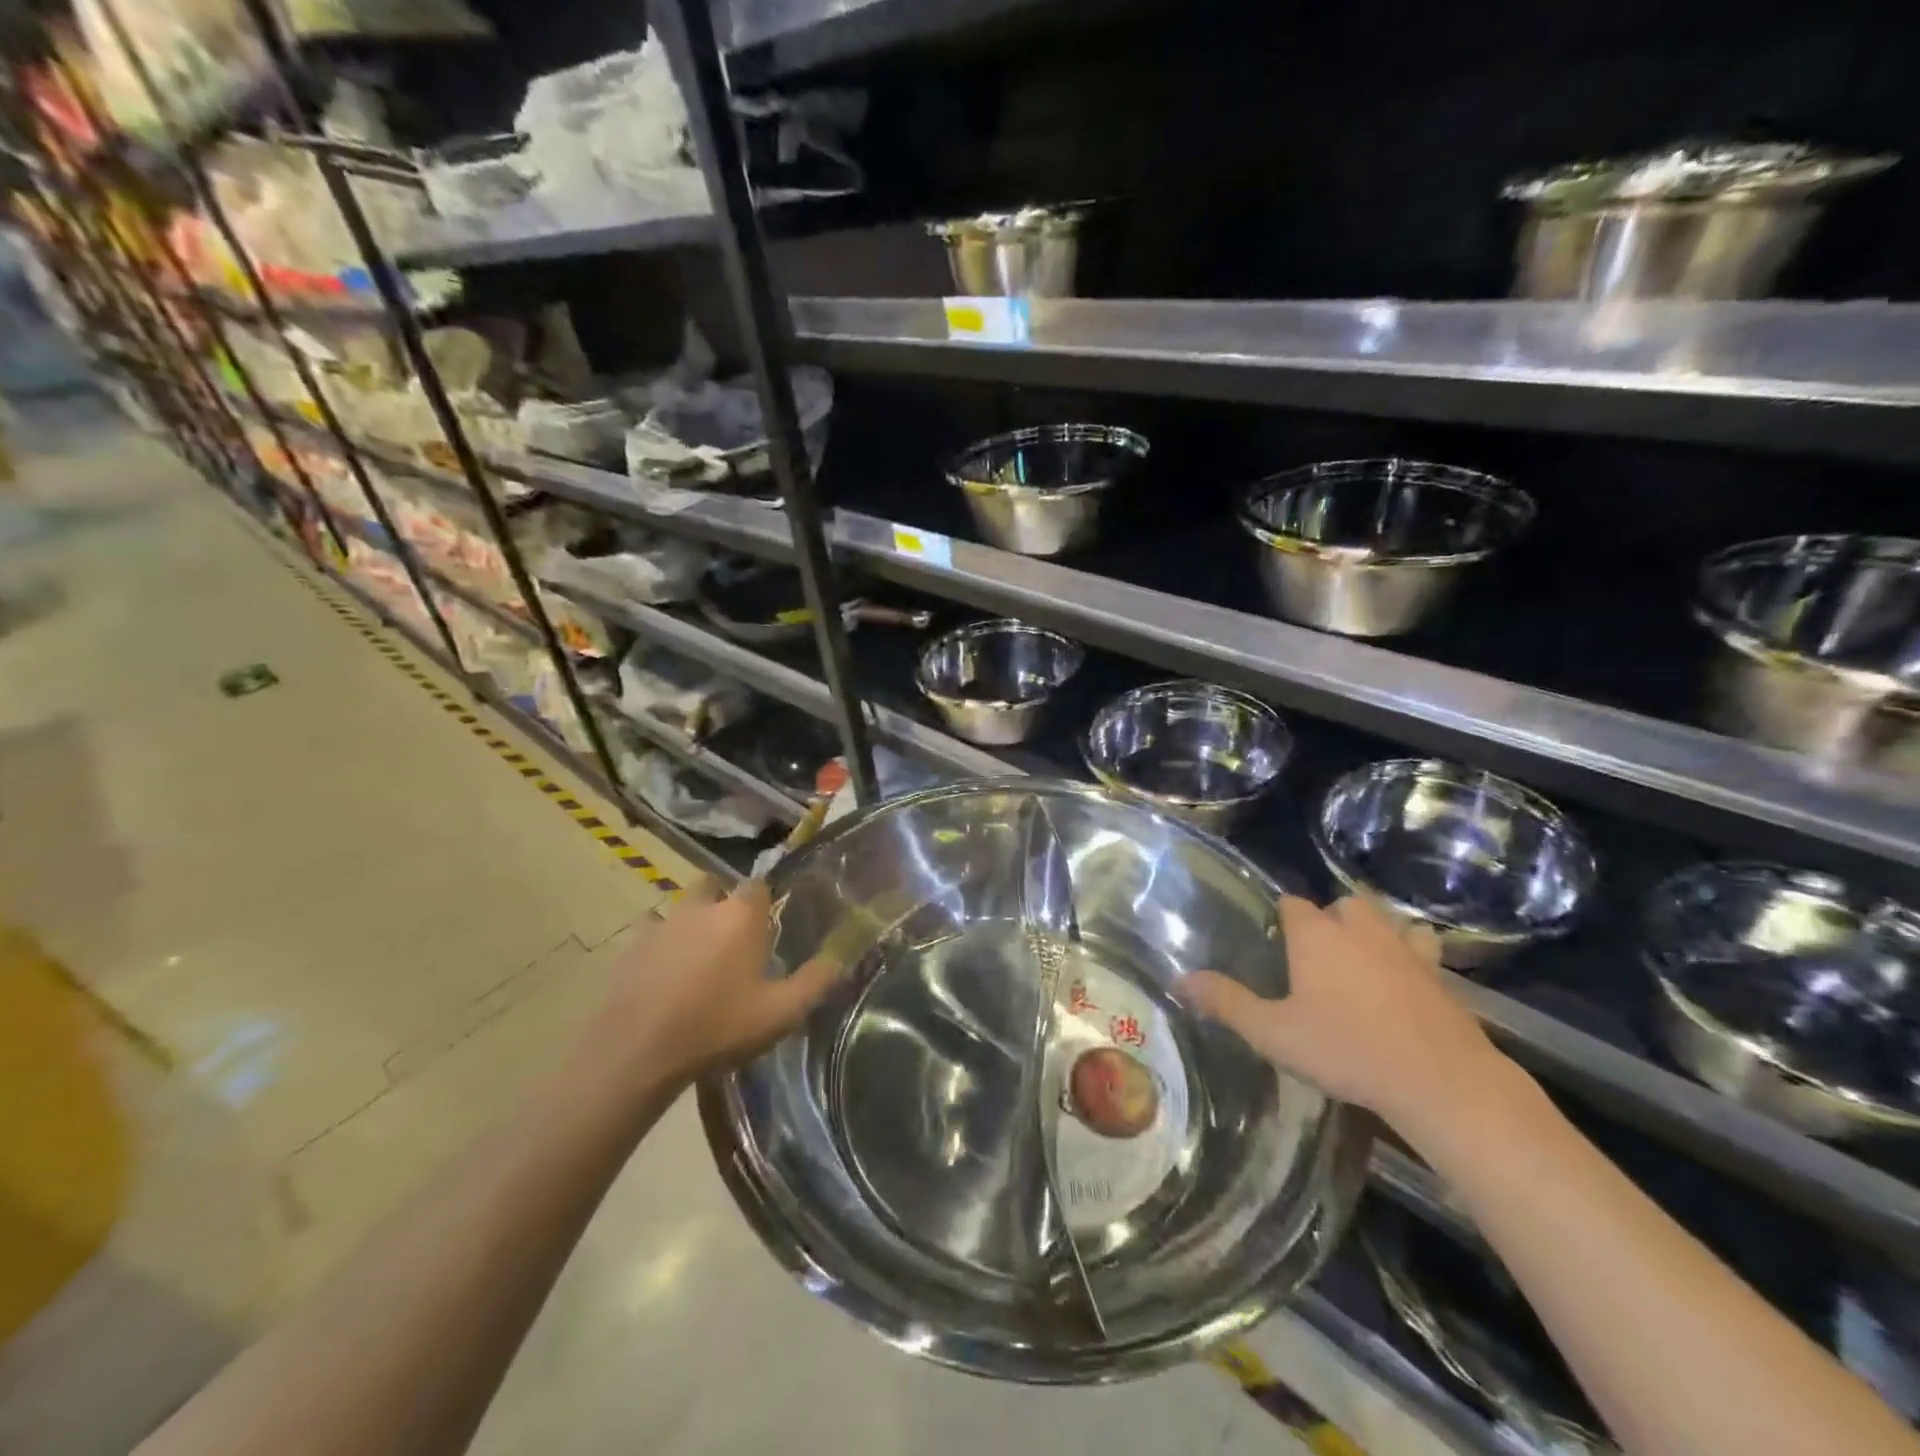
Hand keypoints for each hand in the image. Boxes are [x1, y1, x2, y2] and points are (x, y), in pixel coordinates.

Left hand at [592, 877, 839, 1095]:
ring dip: (693, 921)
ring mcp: (662, 923)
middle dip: (725, 903)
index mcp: (740, 915)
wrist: (638, 1053)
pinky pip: (651, 931)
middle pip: (716, 886)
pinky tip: (664, 971)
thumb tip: (842, 957)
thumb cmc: (718, 1027)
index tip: (769, 926)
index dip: (765, 902)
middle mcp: (702, 907)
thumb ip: (816, 981)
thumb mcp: (780, 1012)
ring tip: (699, 957)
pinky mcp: (631, 946)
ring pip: (682, 907)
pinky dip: (661, 943)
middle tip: (734, 938)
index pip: (759, 884)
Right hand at [1178, 895, 1509, 1137]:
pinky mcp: (1441, 976)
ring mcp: (1405, 950)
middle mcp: (1360, 931)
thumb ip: (1226, 1002)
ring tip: (1363, 960)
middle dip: (1331, 919)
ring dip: (1375, 931)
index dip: (1283, 918)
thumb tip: (1179, 980)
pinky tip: (1407, 981)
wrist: (1440, 1081)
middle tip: (1318, 956)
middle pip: (1344, 904)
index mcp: (1316, 936)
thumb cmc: (1346, 1050)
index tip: (1277, 941)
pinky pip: (1423, 950)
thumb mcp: (1273, 1033)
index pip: (1293, 904)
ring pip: (1388, 920)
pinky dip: (1413, 956)